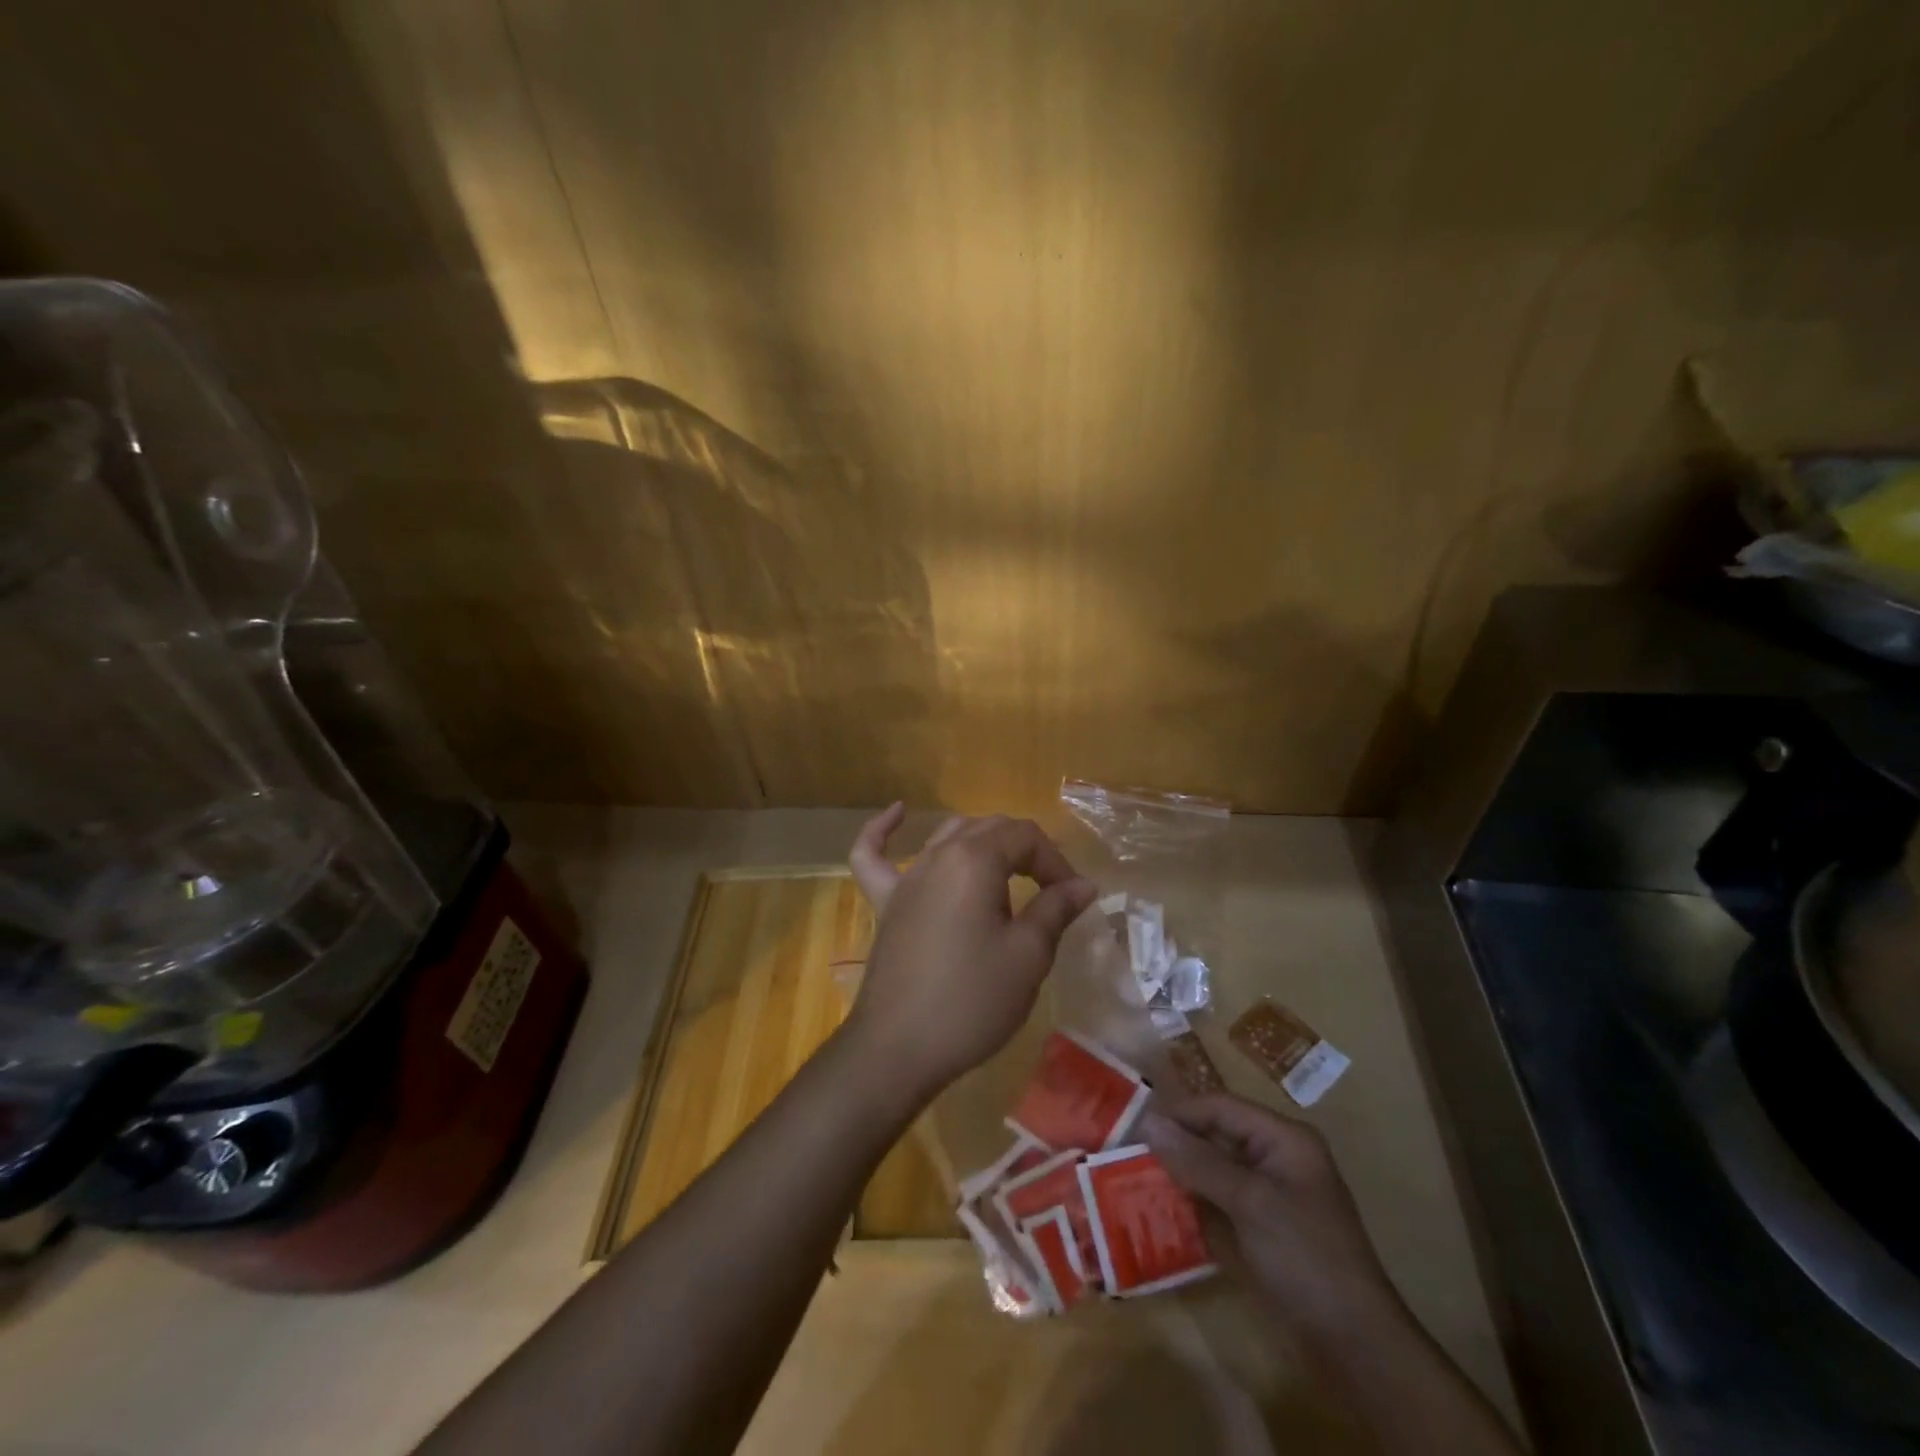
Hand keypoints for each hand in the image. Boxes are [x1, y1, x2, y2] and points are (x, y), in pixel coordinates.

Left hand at [843, 805, 1097, 1097]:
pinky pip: (874, 856)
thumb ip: (1055, 910)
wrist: (898, 1049)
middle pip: (989, 829)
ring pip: (948, 836)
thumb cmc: (971, 1001)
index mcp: (975, 860)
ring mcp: (906, 878)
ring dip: (983, 844)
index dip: (1056, 862)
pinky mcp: (885, 903)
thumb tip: (1083, 885)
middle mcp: (938, 856)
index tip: (1073, 899)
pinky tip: (899, 813)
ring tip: (1008, 869)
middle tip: (1051, 891)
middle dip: (1027, 852)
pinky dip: (884, 832)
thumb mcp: (1027, 956)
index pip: (1025, 836)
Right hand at [1140, 1094, 1403, 1341]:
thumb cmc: (1305, 1257)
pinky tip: (1161, 1210)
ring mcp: (1268, 1195)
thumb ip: (1198, 1160)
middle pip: (1215, 1135)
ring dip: (1179, 1173)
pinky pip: (1218, 1200)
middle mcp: (1275, 1157)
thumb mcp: (1249, 1202)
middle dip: (1176, 1143)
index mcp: (1282, 1138)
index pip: (1220, 1107)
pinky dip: (1192, 1202)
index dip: (1179, 1112)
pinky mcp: (1260, 1228)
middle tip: (1128, 1152)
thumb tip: (1149, 1122)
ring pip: (1213, 1169)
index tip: (1134, 1125)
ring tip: (1134, 1178)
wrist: (1354, 1345)